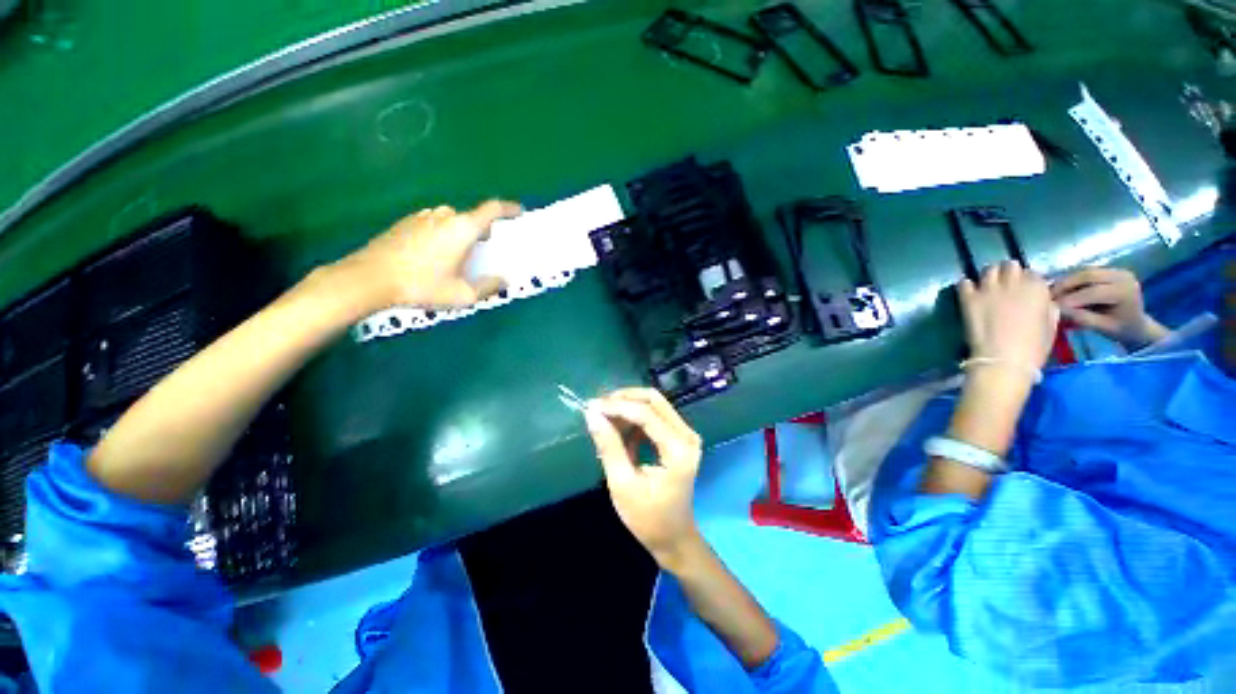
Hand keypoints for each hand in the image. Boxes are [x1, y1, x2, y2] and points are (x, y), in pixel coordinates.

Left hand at [334, 200, 520, 309]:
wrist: (370, 278)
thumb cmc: (422, 285)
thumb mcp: (462, 294)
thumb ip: (487, 287)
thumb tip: (503, 280)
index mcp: (462, 228)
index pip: (492, 209)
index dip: (508, 209)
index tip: (518, 212)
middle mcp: (444, 216)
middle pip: (471, 216)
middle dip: (482, 229)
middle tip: (484, 248)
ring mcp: (422, 216)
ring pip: (451, 220)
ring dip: (460, 232)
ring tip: (458, 254)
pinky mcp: (405, 222)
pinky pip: (433, 223)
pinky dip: (442, 233)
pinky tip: (433, 255)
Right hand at [584, 388, 703, 566]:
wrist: (674, 538)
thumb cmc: (648, 518)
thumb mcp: (622, 484)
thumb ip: (609, 446)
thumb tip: (592, 414)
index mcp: (678, 450)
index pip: (646, 414)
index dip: (617, 406)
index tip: (591, 406)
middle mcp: (687, 436)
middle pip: (654, 400)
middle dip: (624, 399)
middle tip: (598, 407)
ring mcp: (686, 436)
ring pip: (654, 405)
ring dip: (628, 408)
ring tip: (604, 420)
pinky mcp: (680, 438)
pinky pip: (655, 417)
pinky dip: (635, 420)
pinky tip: (619, 434)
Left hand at [959, 262, 1059, 375]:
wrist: (1003, 359)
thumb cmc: (1033, 347)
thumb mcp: (1051, 325)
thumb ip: (1047, 307)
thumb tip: (1043, 301)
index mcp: (1037, 288)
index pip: (1031, 273)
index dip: (1027, 280)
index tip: (1023, 289)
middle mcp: (1013, 283)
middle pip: (1009, 266)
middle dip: (1007, 273)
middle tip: (1004, 284)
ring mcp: (989, 289)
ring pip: (988, 270)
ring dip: (988, 276)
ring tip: (987, 286)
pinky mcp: (969, 299)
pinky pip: (964, 283)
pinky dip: (966, 285)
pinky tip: (969, 292)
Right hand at [1051, 267, 1168, 347]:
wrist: (1136, 324)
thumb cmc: (1120, 329)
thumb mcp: (1102, 327)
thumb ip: (1081, 317)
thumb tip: (1057, 309)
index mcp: (1125, 292)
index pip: (1094, 292)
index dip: (1070, 298)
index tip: (1051, 307)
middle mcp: (1122, 276)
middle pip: (1088, 275)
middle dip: (1065, 285)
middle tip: (1048, 296)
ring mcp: (1117, 271)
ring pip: (1085, 271)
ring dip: (1067, 281)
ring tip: (1053, 293)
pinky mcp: (1109, 270)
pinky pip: (1086, 272)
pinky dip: (1072, 280)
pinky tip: (1063, 289)